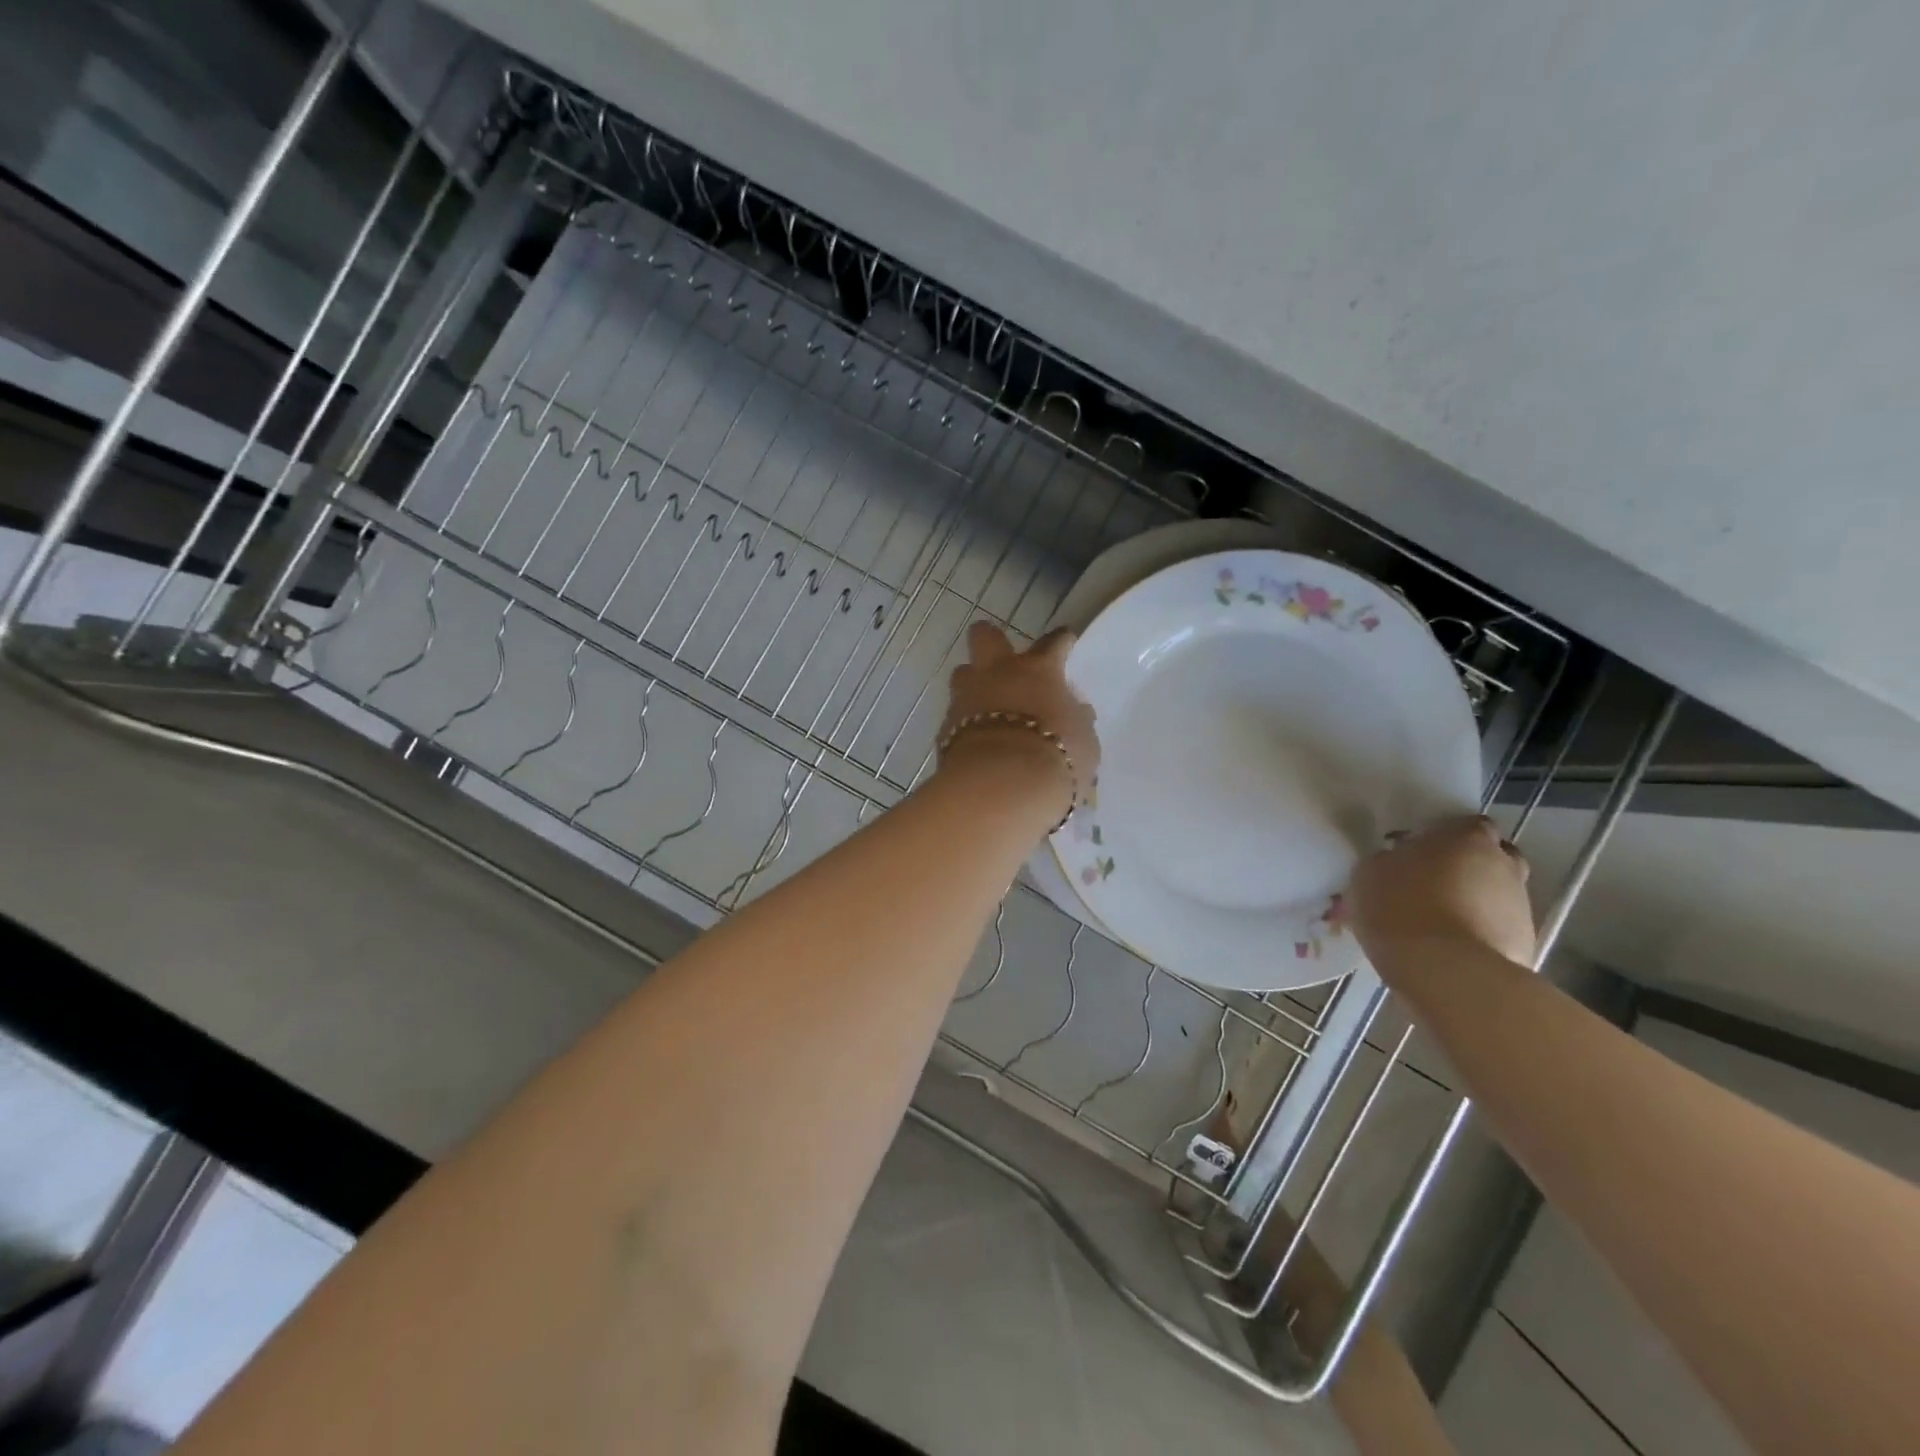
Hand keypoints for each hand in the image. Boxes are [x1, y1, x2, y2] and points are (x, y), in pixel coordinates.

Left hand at [938, 622, 1099, 816]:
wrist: (1002, 786)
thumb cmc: (1055, 758)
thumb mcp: (1084, 742)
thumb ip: (1077, 721)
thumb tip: (1076, 713)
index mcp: (1038, 670)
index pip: (1053, 643)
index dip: (1061, 641)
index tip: (1065, 642)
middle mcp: (997, 674)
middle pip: (985, 636)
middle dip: (991, 639)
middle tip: (1002, 657)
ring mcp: (966, 698)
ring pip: (962, 673)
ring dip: (973, 684)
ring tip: (985, 705)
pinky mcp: (944, 728)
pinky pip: (955, 717)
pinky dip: (965, 725)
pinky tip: (976, 742)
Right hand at [1349, 815, 1535, 968]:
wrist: (1446, 973)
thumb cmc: (1401, 908)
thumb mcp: (1370, 874)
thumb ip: (1389, 860)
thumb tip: (1397, 862)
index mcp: (1467, 837)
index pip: (1468, 824)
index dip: (1446, 837)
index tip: (1420, 853)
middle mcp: (1504, 865)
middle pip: (1491, 858)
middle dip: (1469, 868)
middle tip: (1433, 884)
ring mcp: (1521, 906)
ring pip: (1496, 895)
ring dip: (1474, 903)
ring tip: (1438, 923)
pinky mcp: (1526, 945)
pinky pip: (1497, 931)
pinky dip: (1480, 935)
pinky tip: (1450, 950)